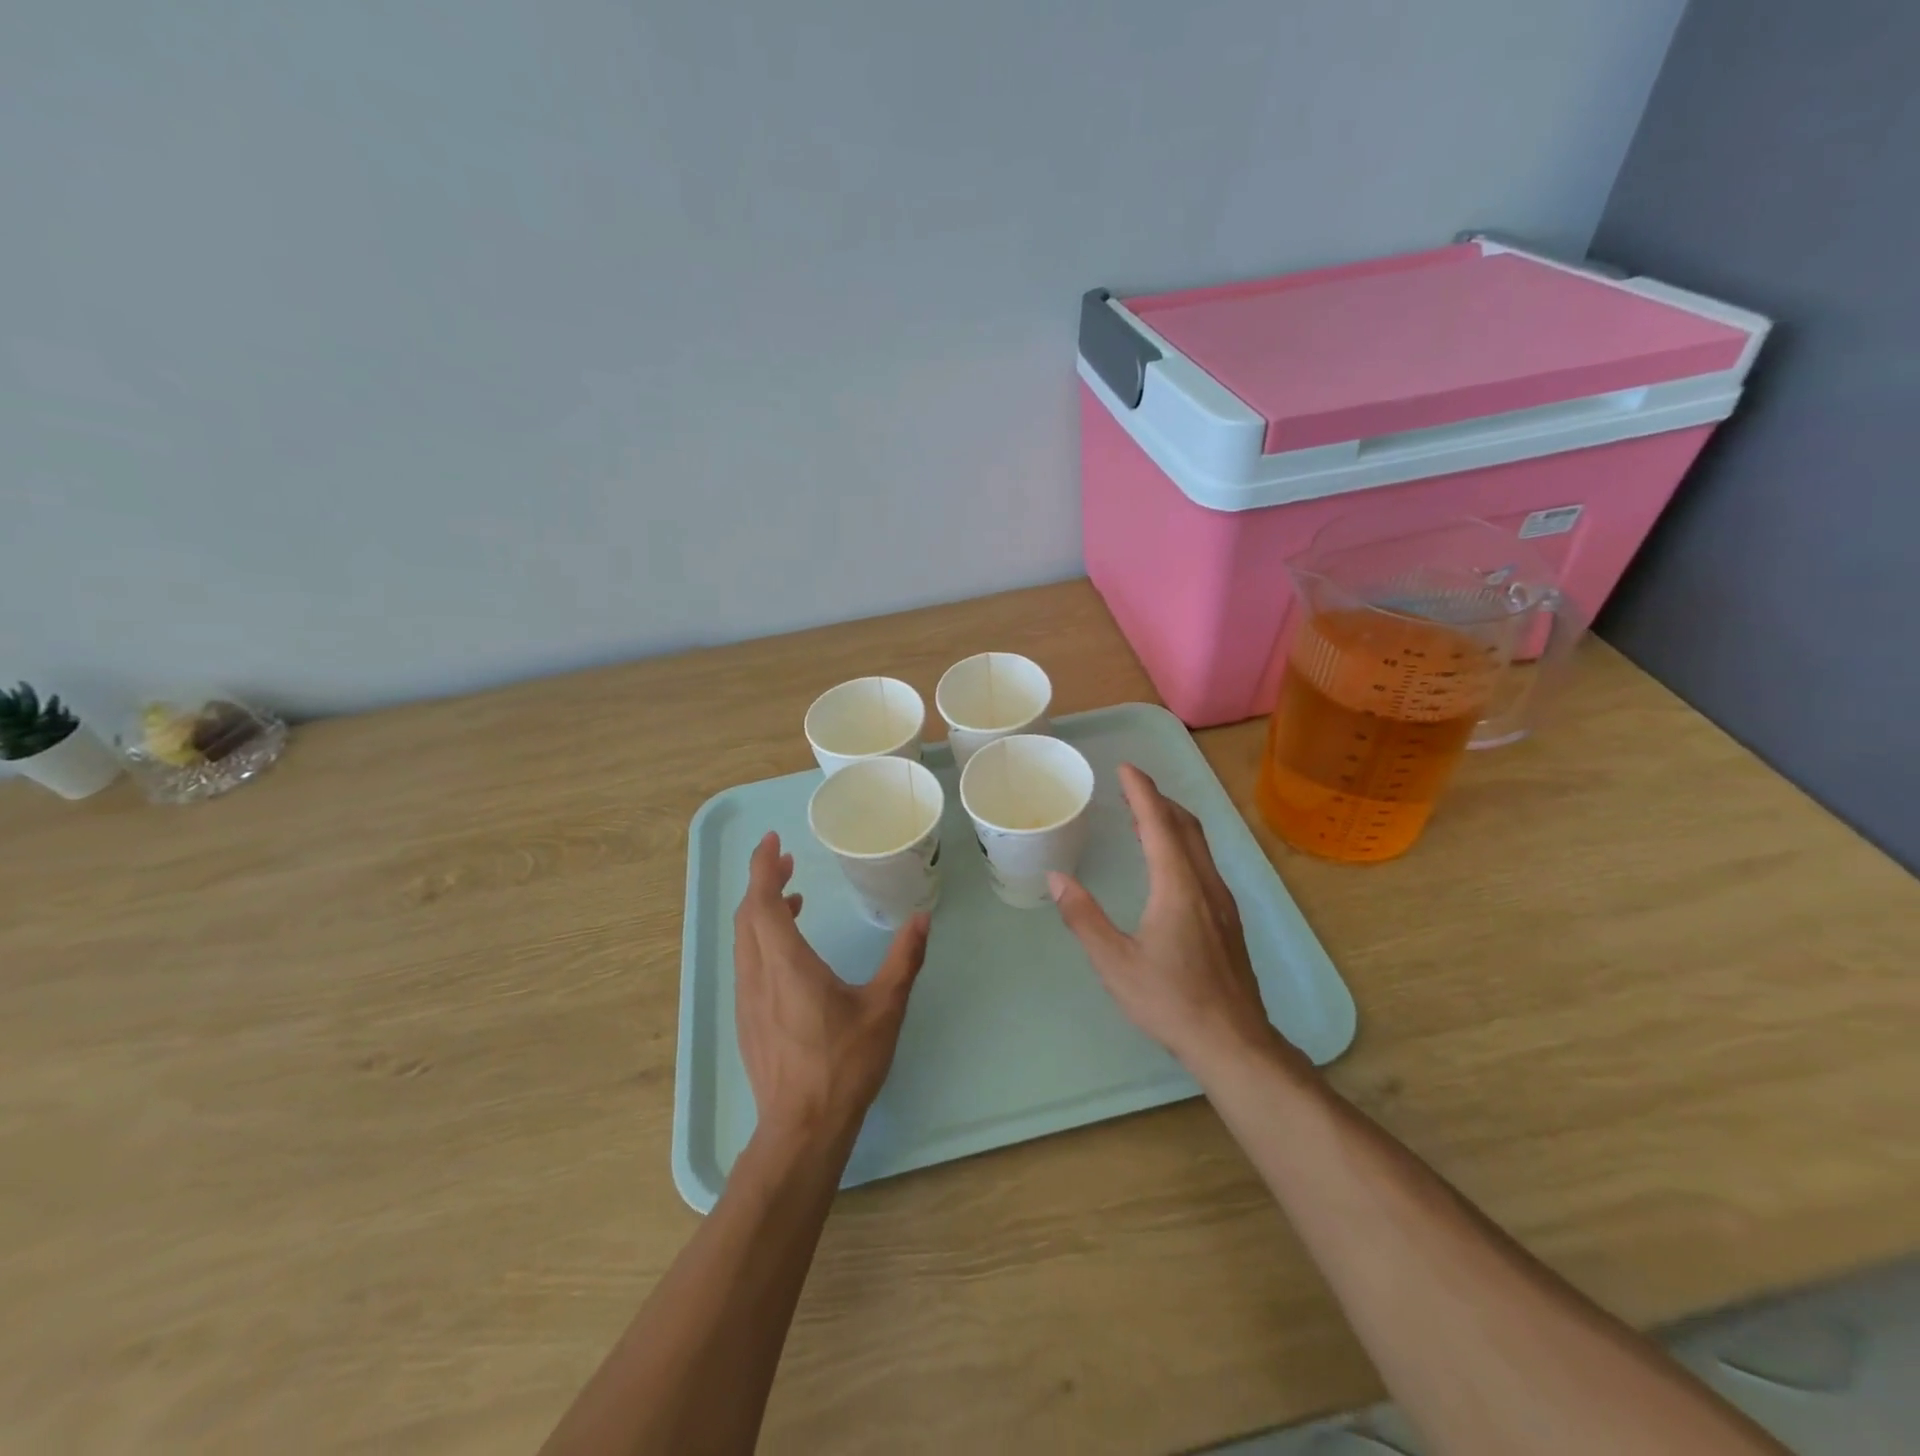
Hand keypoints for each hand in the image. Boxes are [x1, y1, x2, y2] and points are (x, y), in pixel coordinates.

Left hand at [733, 832, 929, 1146]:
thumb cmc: (843, 1064)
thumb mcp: (884, 1008)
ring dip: (761, 910)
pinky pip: (747, 962)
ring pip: (744, 939)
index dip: (764, 867)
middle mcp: (758, 975)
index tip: (773, 842)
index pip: (763, 902)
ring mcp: (747, 999)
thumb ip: (903, 960)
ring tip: (792, 897)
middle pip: (748, 915)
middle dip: (762, 881)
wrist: (801, 1128)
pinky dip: (761, 937)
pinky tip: (789, 949)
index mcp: (787, 964)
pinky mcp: (747, 1019)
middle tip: (785, 860)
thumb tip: (921, 920)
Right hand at [1049, 764, 1285, 1075]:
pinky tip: (1167, 866)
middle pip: (1185, 826)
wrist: (1233, 1042)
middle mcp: (1205, 884)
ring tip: (1144, 818)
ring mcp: (1222, 902)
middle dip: (1159, 800)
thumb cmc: (1170, 1000)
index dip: (1142, 792)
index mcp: (1178, 886)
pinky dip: (1182, 846)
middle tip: (1132, 787)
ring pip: (1199, 845)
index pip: (1159, 824)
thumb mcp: (1115, 962)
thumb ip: (1084, 918)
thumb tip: (1057, 878)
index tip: (1126, 768)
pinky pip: (1203, 864)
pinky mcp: (1228, 920)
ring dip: (1172, 822)